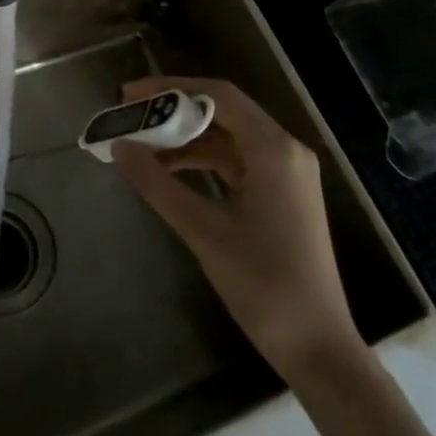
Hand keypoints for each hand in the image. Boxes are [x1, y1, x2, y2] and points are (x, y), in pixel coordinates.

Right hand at [112, 77, 362, 376]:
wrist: (317, 347)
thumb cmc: (263, 284)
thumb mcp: (203, 231)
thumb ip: (157, 184)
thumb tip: (118, 146)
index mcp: (274, 150)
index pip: (218, 95)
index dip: (170, 88)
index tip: (130, 95)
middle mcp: (285, 149)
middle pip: (223, 111)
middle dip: (174, 111)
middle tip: (131, 116)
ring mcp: (287, 172)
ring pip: (228, 136)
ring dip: (186, 138)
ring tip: (141, 144)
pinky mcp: (283, 193)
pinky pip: (237, 160)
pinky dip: (203, 160)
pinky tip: (170, 170)